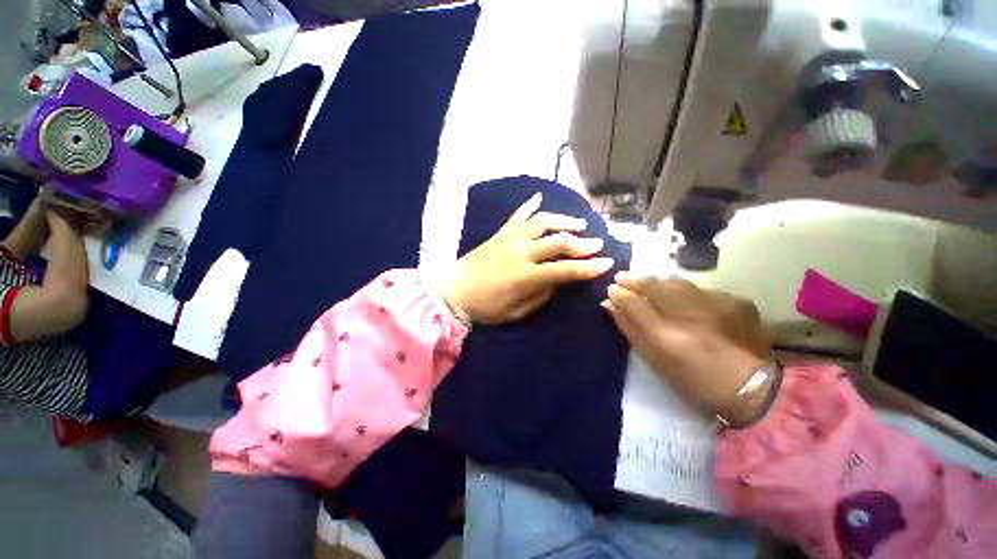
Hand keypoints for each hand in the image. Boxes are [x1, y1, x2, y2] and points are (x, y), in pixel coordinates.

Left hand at [441, 193, 615, 323]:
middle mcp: (522, 252)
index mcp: (526, 275)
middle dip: (582, 242)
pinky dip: (529, 206)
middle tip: (598, 243)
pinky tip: (539, 197)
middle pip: (558, 241)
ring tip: (578, 223)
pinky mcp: (500, 233)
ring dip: (563, 221)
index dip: (588, 267)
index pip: (565, 269)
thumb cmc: (484, 307)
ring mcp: (510, 238)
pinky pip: (517, 216)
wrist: (452, 291)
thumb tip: (556, 281)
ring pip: (542, 222)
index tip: (607, 263)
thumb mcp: (516, 311)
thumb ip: (540, 295)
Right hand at [603, 273, 770, 424]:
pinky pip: (702, 289)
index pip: (633, 302)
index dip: (619, 293)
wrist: (751, 389)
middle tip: (623, 278)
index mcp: (666, 335)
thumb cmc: (692, 379)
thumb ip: (629, 328)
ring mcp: (716, 305)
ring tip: (650, 285)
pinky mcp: (737, 302)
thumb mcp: (653, 358)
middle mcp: (690, 315)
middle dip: (635, 279)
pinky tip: (687, 301)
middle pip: (655, 285)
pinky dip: (687, 292)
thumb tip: (609, 303)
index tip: (612, 288)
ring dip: (659, 282)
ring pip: (678, 282)